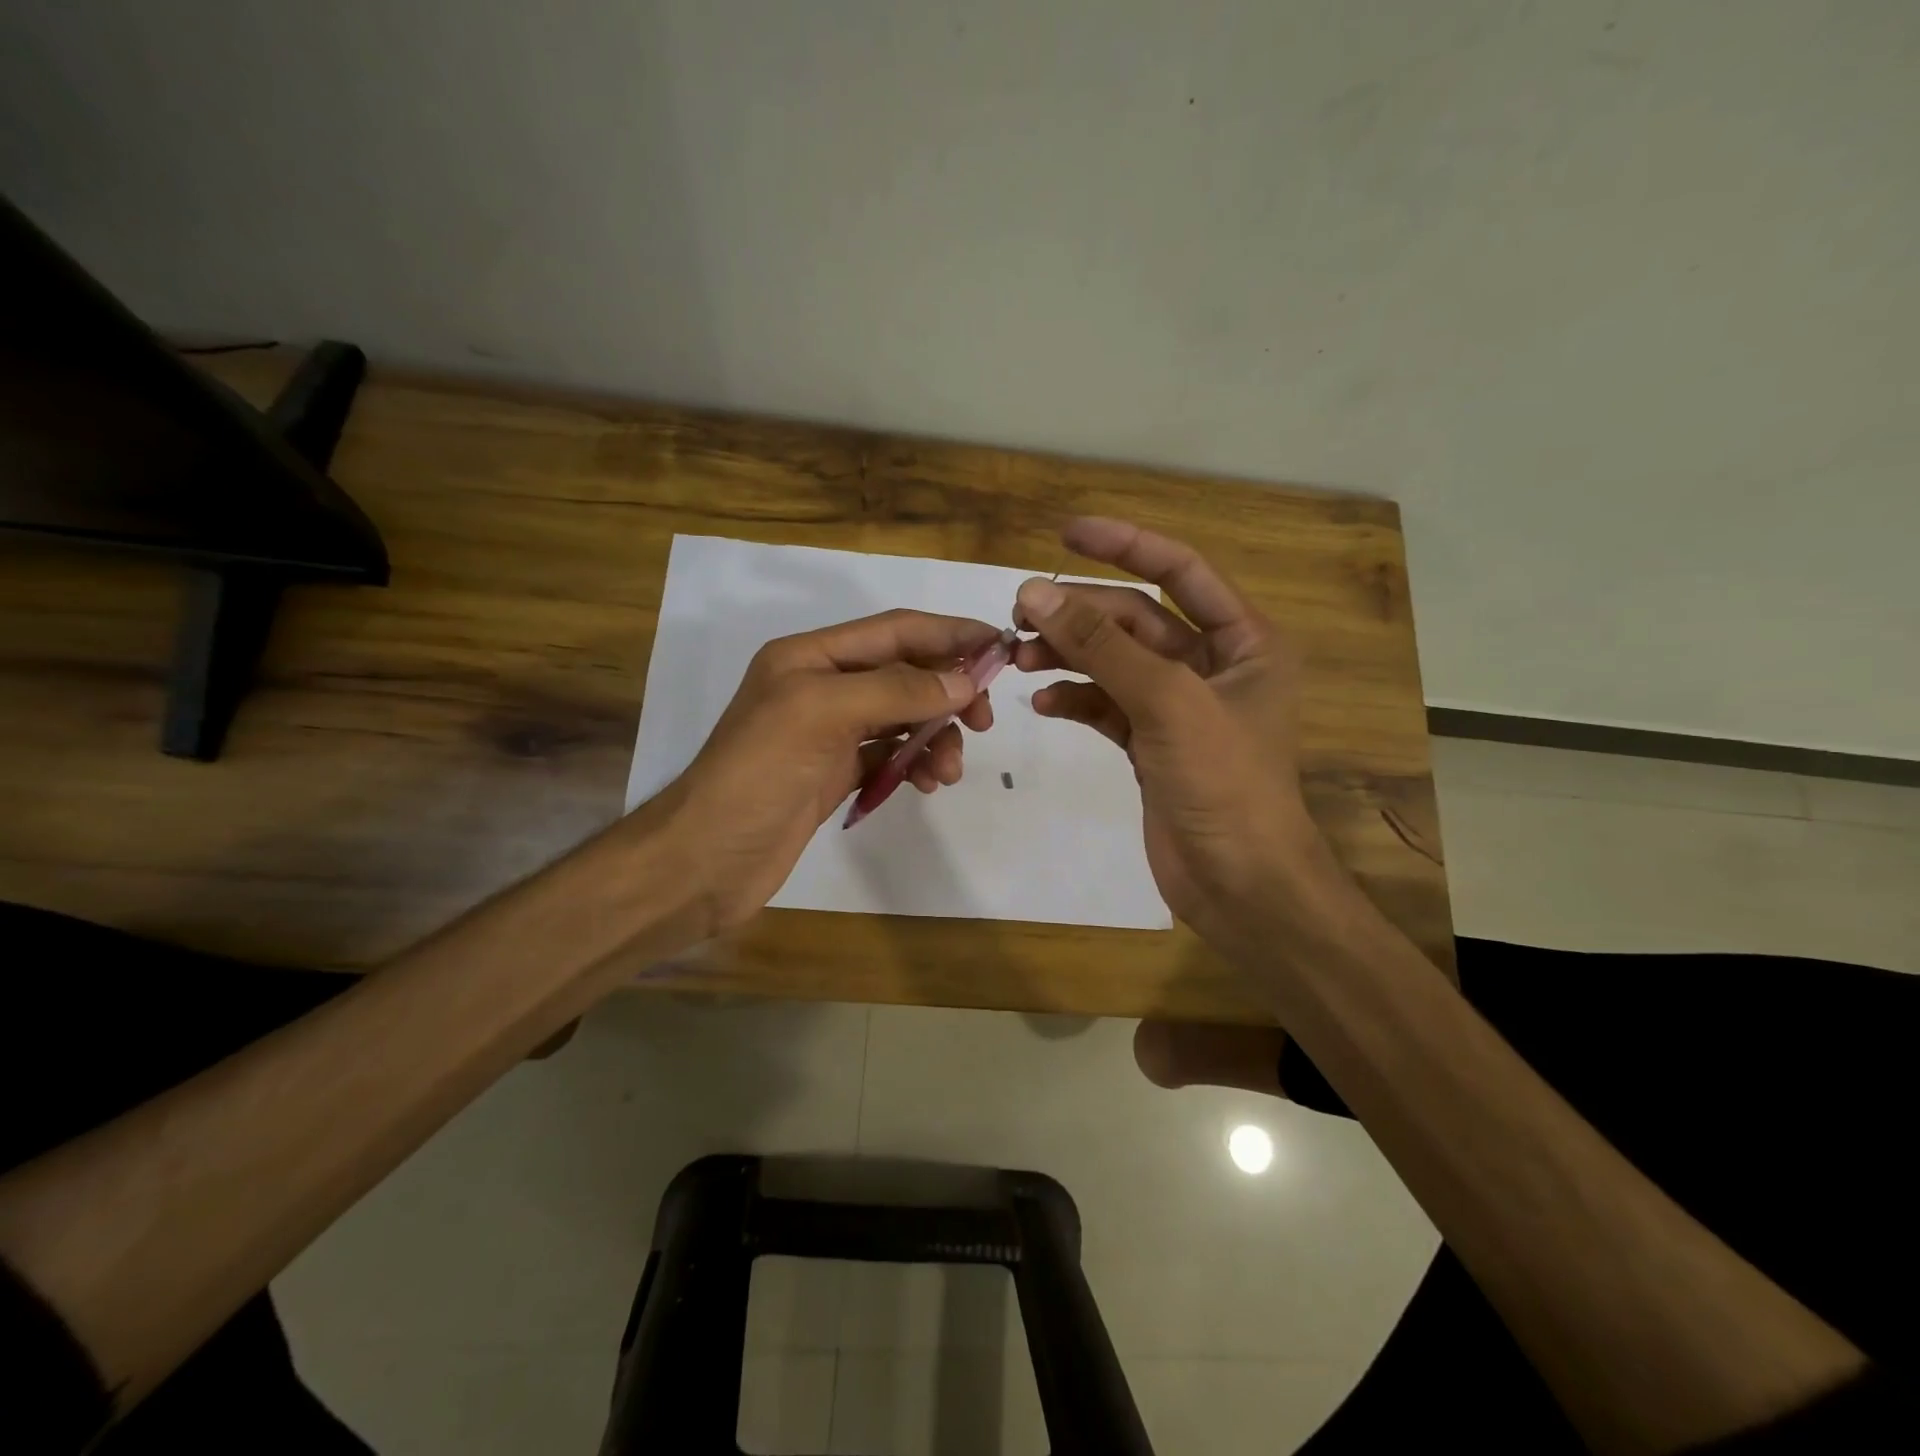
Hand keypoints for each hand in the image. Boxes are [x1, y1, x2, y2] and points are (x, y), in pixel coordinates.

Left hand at [645, 609, 999, 935]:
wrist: (706, 860)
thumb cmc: (758, 775)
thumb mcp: (821, 714)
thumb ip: (895, 690)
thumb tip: (964, 683)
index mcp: (810, 656)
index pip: (894, 630)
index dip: (948, 634)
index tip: (999, 646)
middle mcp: (821, 686)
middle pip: (903, 673)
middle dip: (947, 692)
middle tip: (983, 721)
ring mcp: (829, 733)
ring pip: (902, 718)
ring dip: (935, 736)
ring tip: (948, 770)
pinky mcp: (835, 773)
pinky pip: (890, 755)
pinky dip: (915, 763)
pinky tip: (927, 783)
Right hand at [1012, 518, 1328, 948]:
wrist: (1240, 883)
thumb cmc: (1224, 783)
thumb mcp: (1167, 701)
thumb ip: (1101, 645)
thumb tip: (1035, 593)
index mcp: (1244, 641)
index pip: (1179, 571)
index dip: (1125, 545)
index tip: (1066, 533)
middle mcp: (1213, 665)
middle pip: (1136, 619)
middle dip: (1080, 614)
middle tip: (1019, 615)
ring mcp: (1178, 707)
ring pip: (1114, 662)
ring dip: (1069, 655)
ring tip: (1018, 659)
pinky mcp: (1151, 744)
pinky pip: (1106, 705)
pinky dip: (1076, 699)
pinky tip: (1044, 703)